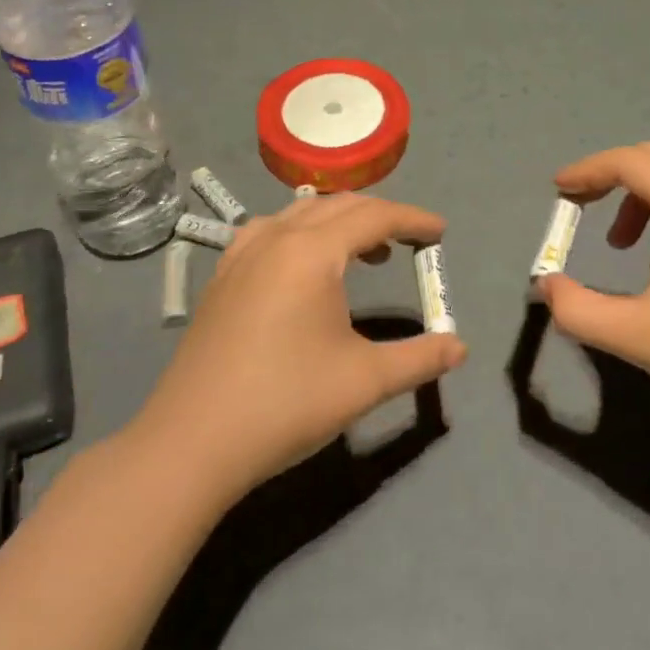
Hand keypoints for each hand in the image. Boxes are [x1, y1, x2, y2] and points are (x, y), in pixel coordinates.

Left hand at [140, 194, 467, 500]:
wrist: (191, 443)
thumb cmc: (285, 404)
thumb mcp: (365, 382)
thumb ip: (419, 358)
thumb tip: (459, 347)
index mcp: (312, 251)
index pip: (374, 217)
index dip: (413, 220)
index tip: (441, 233)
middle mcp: (276, 237)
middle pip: (339, 206)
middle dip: (380, 216)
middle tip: (410, 241)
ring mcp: (242, 254)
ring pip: (301, 213)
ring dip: (340, 222)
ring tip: (365, 253)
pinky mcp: (222, 276)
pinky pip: (270, 231)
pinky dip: (302, 233)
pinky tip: (305, 266)